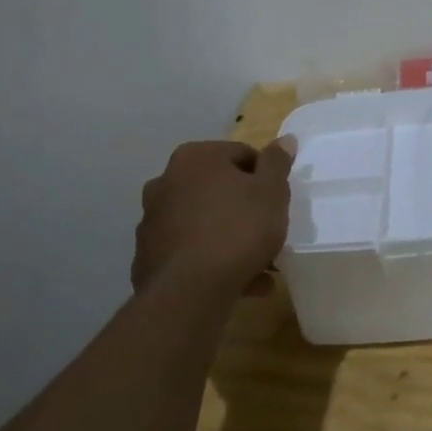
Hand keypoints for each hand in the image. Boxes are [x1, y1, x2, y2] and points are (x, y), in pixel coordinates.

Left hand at [133, 138, 294, 296]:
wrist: (189, 291)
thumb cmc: (238, 229)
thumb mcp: (271, 191)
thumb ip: (277, 162)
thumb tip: (284, 139)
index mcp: (194, 158)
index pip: (241, 155)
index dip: (266, 177)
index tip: (278, 202)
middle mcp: (165, 182)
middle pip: (219, 189)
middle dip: (245, 209)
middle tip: (269, 232)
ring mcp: (152, 220)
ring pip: (204, 222)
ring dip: (229, 238)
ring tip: (260, 266)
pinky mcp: (147, 256)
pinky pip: (190, 251)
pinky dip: (211, 260)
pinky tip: (238, 283)